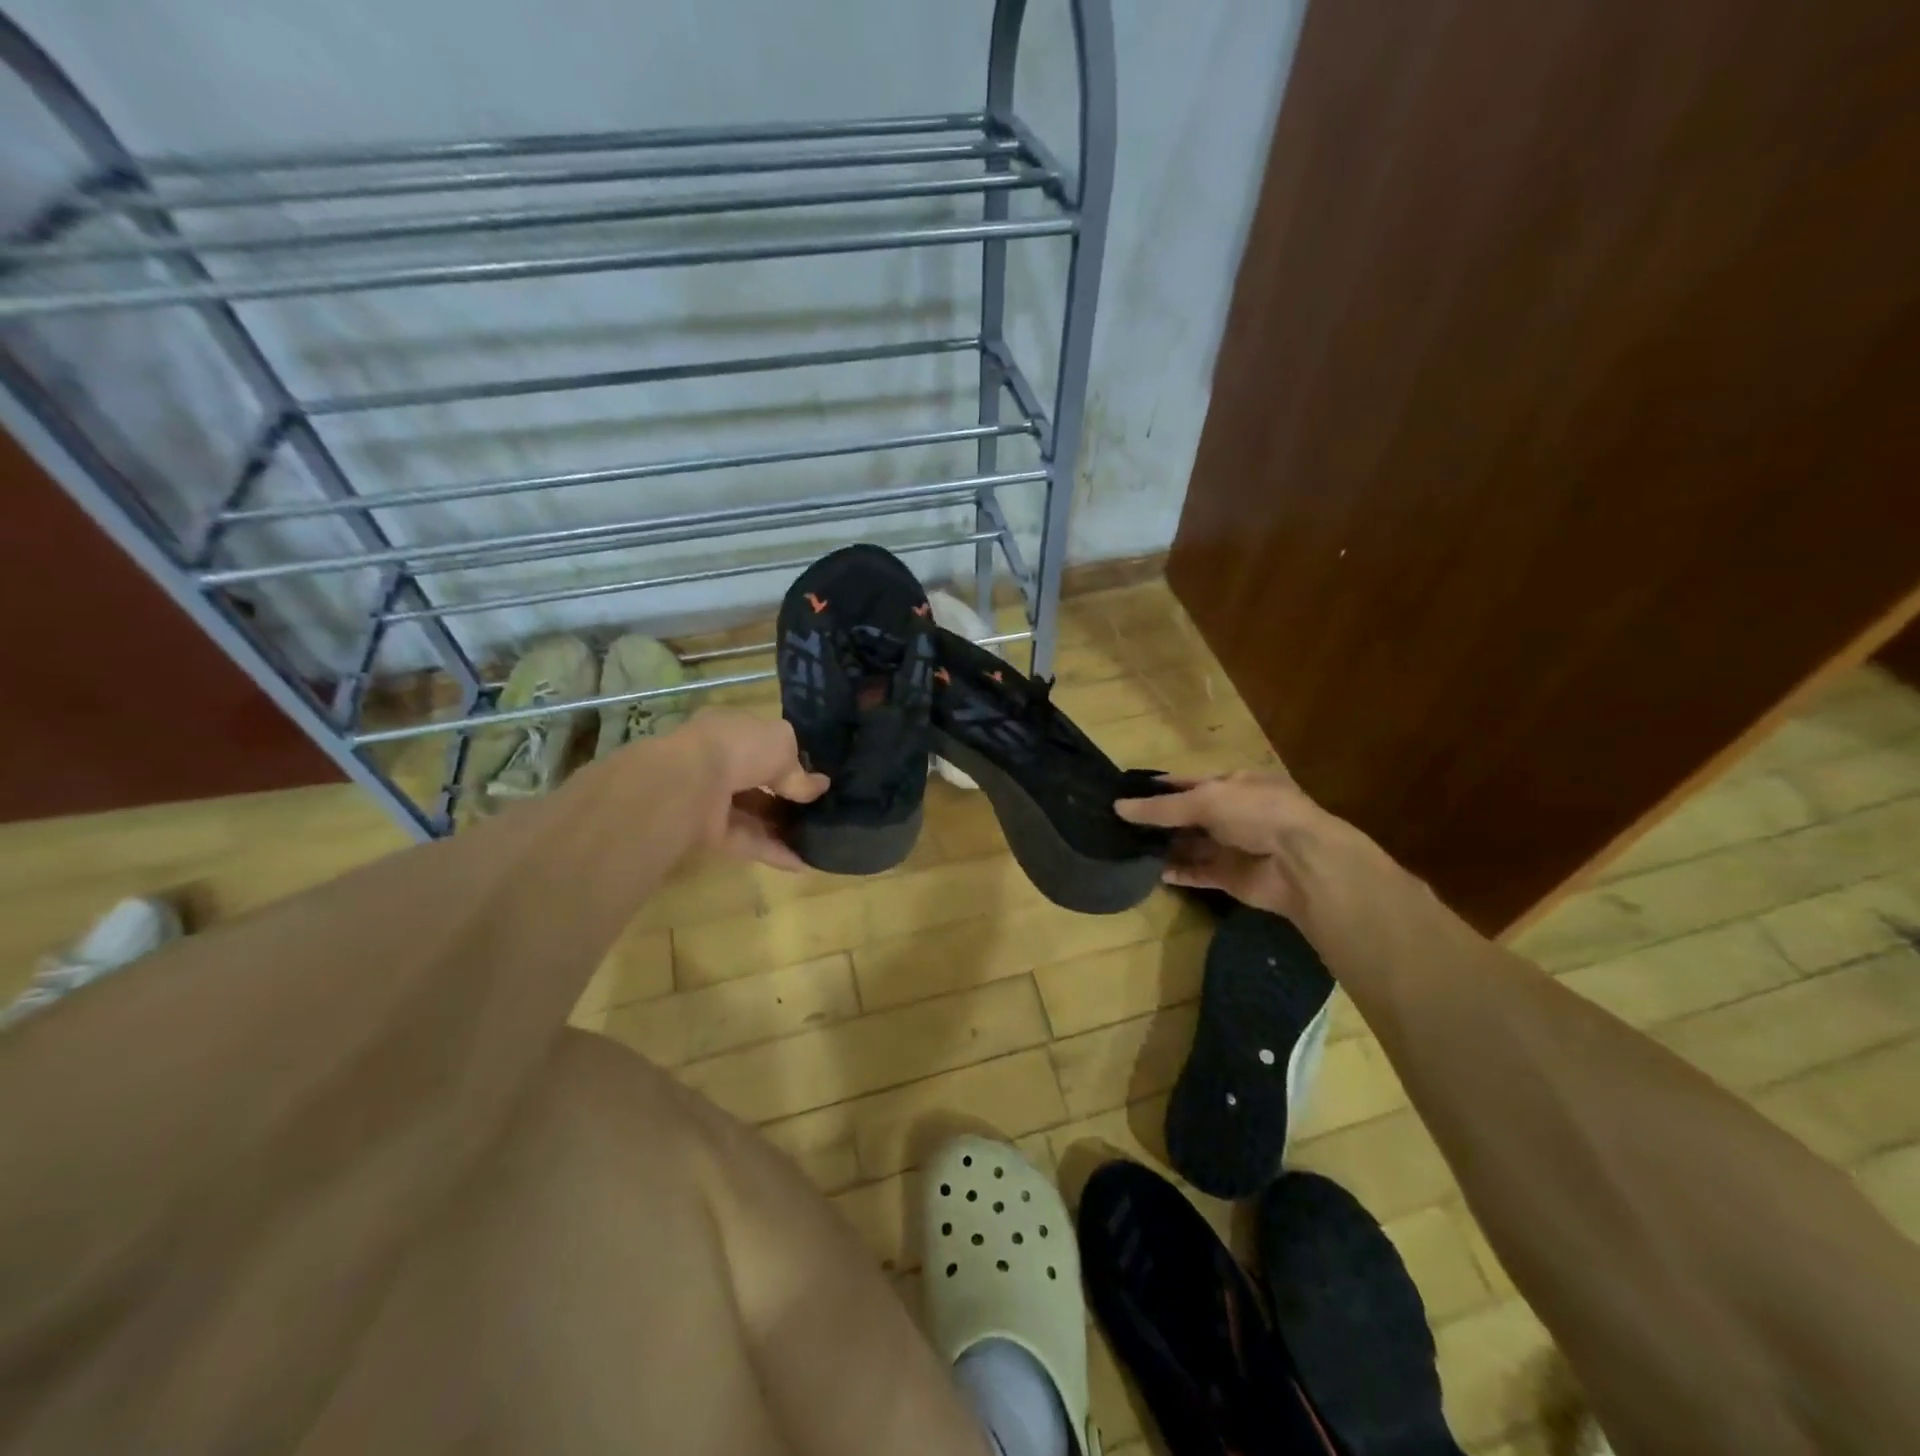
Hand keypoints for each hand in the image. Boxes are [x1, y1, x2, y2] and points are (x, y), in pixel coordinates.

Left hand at [681, 711, 828, 871]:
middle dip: (785, 795)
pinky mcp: (709, 833)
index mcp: (729, 730)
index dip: (786, 757)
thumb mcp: (782, 743)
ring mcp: (710, 799)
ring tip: (816, 837)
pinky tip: (802, 862)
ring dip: (782, 826)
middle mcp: (717, 762)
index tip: (812, 775)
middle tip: (817, 808)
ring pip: (752, 814)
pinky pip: (747, 842)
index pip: (760, 742)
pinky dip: (773, 852)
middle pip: (756, 781)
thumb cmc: (739, 747)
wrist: (690, 783)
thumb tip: (818, 787)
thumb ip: (799, 768)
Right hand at [1114, 768, 1372, 919]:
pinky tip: (1150, 872)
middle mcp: (1232, 813)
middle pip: (1187, 816)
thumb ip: (1161, 807)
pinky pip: (1196, 873)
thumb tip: (1118, 807)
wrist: (1301, 863)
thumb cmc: (1256, 813)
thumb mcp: (1205, 800)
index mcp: (1232, 784)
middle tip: (1117, 824)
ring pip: (1190, 845)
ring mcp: (1231, 846)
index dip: (1160, 787)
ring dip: (1164, 846)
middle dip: (1158, 820)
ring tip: (1126, 847)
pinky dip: (1176, 873)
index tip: (1125, 793)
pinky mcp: (1229, 876)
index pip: (1189, 783)